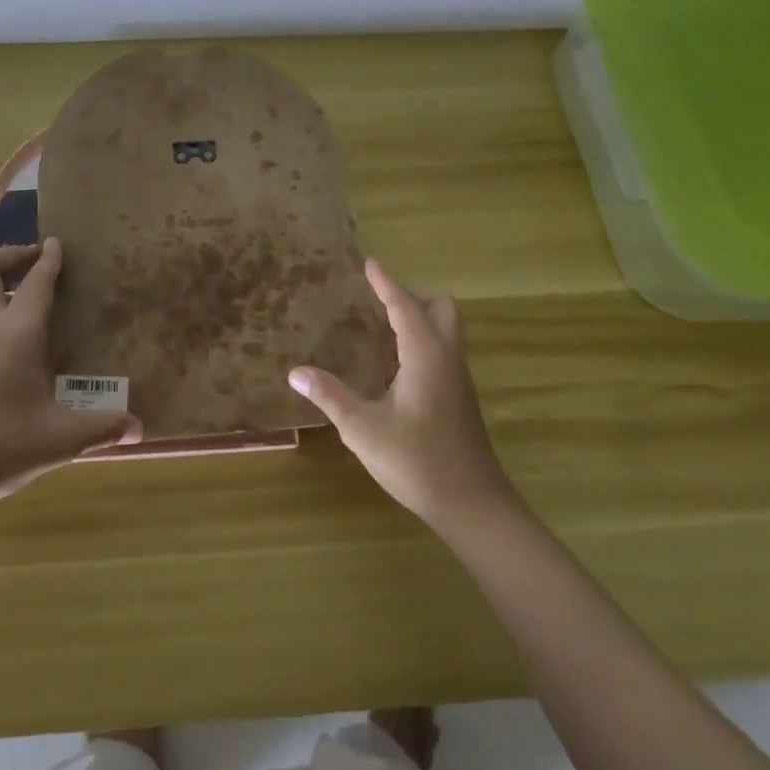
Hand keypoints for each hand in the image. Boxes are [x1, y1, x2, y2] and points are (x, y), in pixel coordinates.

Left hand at [0, 238, 142, 500]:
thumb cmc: (2, 445)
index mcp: (17, 334)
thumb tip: (139, 430)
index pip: (35, 283)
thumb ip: (102, 428)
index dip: (49, 260)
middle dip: (9, 256)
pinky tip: (10, 342)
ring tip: (23, 294)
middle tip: (35, 259)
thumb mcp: (61, 438)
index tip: (57, 242)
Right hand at [288, 260, 517, 531]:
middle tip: (378, 302)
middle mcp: (447, 359)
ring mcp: (458, 379)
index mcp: (426, 356)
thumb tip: (296, 372)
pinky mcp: (459, 398)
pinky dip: (422, 341)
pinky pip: (443, 351)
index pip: (405, 306)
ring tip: (381, 327)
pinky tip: (394, 366)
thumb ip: (331, 396)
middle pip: (441, 309)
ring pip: (446, 330)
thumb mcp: (363, 429)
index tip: (370, 263)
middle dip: (412, 296)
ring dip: (419, 318)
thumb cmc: (417, 461)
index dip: (386, 284)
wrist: (473, 505)